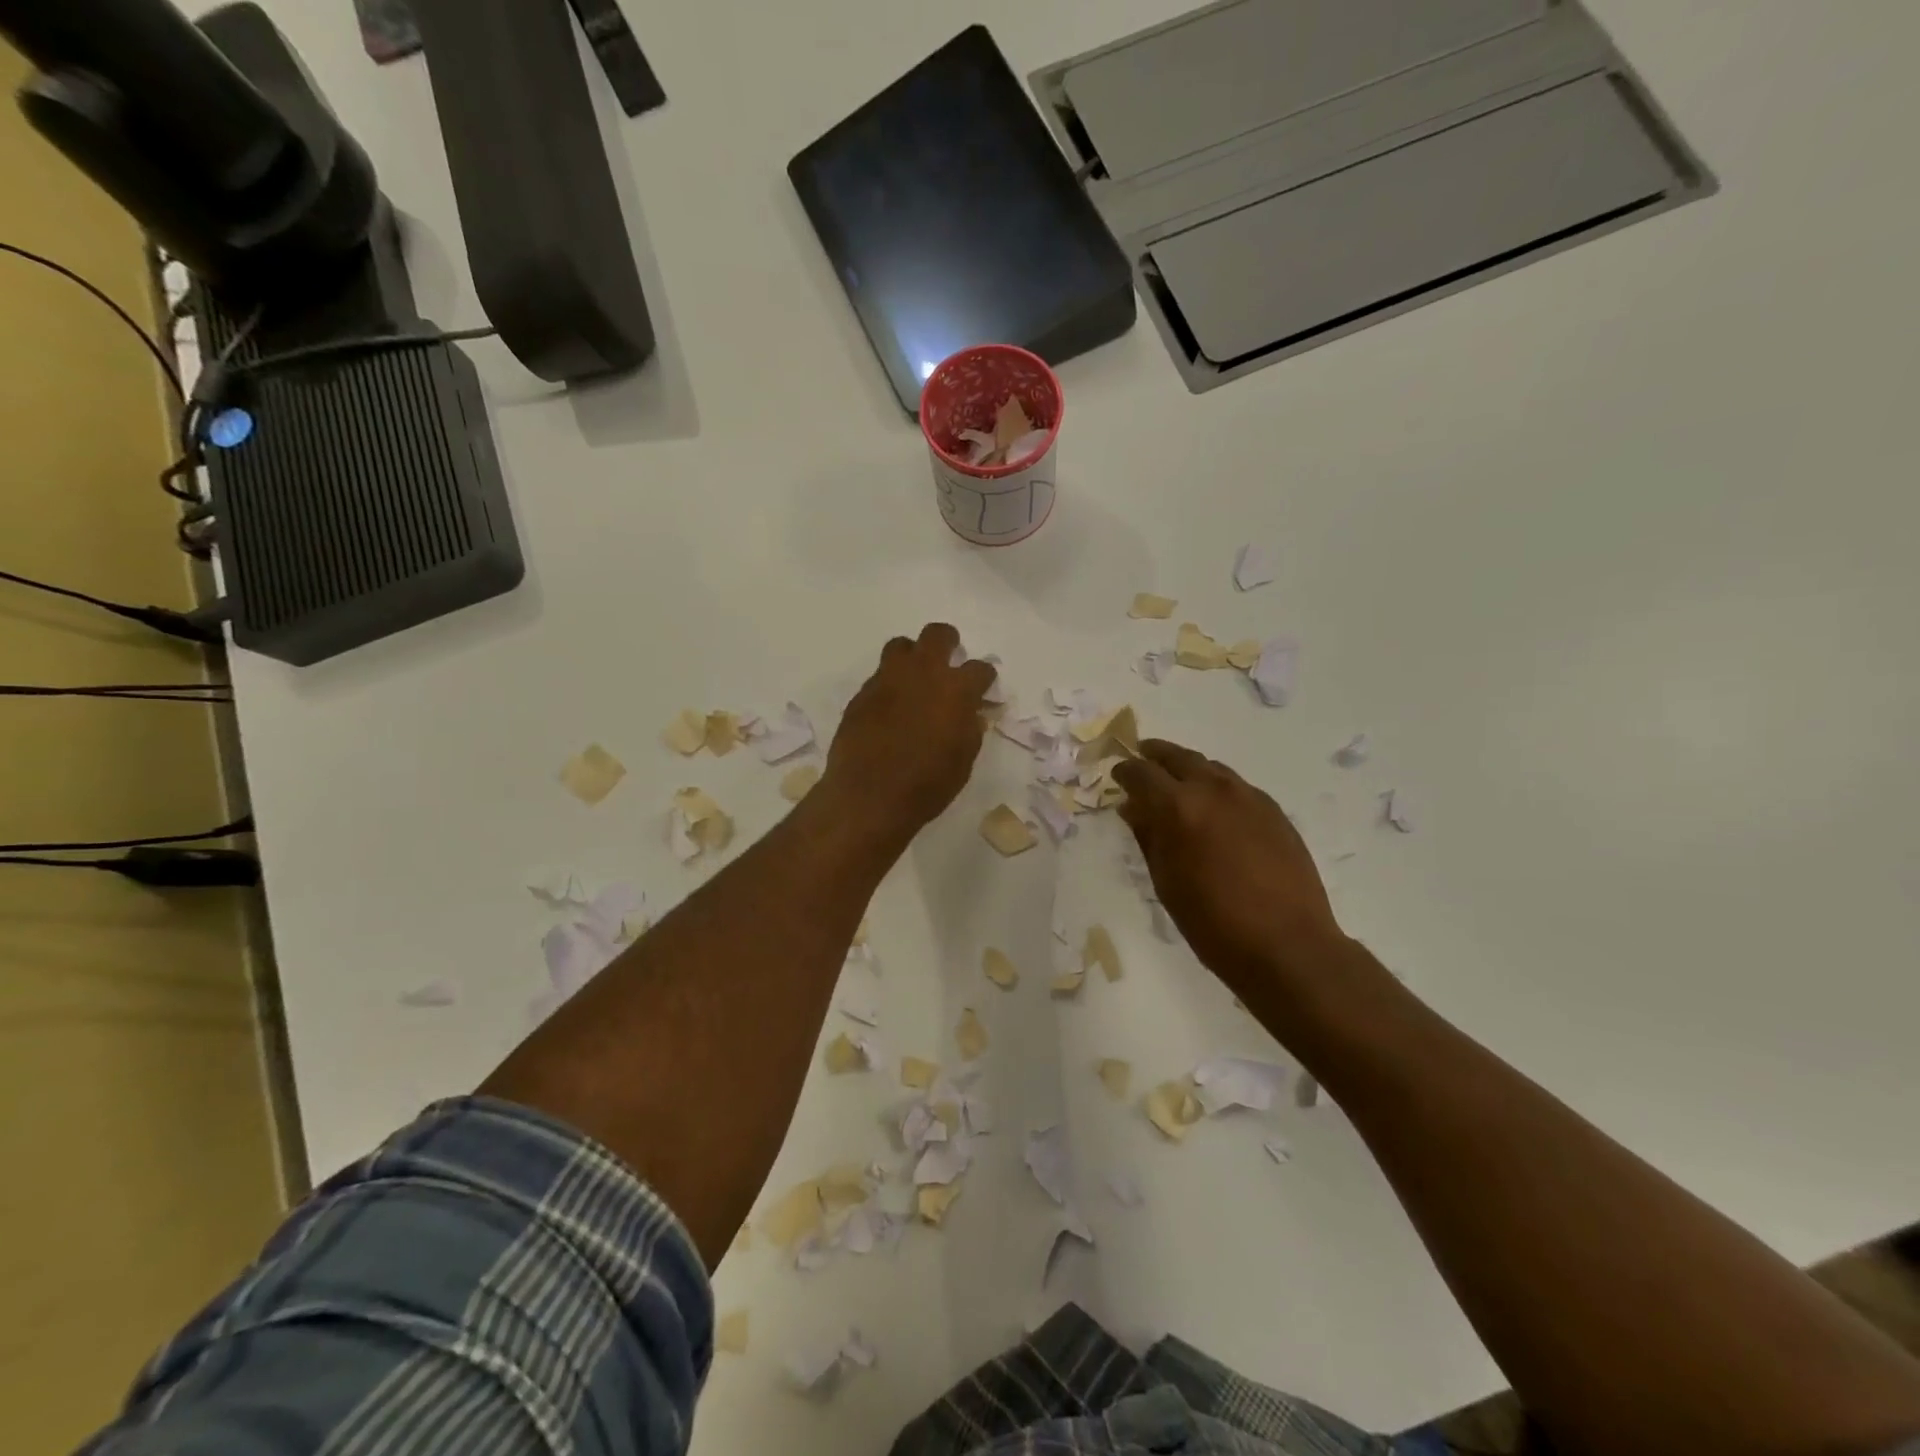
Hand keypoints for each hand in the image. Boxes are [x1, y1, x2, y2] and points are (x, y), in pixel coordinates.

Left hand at [824, 624, 995, 844]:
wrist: (869, 796)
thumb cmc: (928, 785)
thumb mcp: (963, 760)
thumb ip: (970, 728)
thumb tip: (971, 712)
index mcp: (956, 690)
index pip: (980, 669)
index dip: (984, 678)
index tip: (982, 688)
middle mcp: (923, 673)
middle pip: (938, 635)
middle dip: (948, 642)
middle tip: (948, 660)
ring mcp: (889, 679)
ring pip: (902, 646)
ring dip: (913, 656)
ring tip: (914, 678)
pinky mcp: (862, 693)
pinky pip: (880, 675)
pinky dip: (890, 684)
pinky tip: (890, 707)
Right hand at [1114, 739, 1346, 993]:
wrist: (1287, 945)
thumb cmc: (1213, 922)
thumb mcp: (1166, 882)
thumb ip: (1148, 837)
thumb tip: (1132, 808)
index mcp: (1178, 807)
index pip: (1141, 773)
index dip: (1125, 772)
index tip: (1118, 776)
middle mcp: (1213, 789)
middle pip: (1177, 757)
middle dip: (1155, 756)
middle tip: (1142, 759)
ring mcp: (1248, 796)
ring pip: (1210, 767)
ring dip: (1188, 769)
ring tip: (1177, 784)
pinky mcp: (1273, 810)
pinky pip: (1236, 785)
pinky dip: (1216, 786)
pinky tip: (1214, 807)